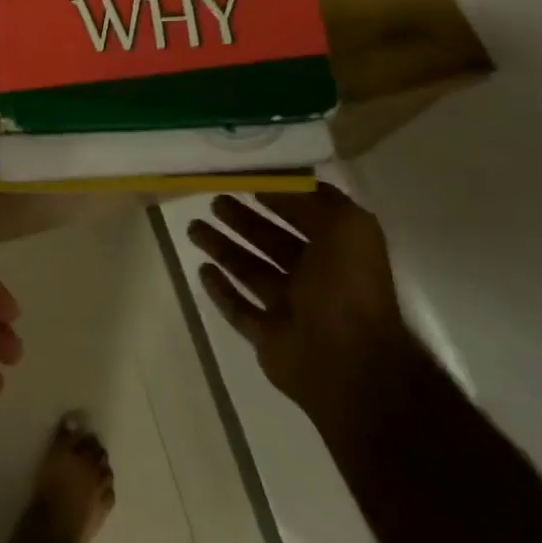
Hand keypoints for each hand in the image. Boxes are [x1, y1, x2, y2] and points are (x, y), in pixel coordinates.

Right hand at [188, 186, 419, 436]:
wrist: (348, 362)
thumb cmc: (347, 287)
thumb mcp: (348, 227)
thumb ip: (318, 200)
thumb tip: (286, 181)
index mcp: (336, 253)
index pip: (302, 217)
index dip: (276, 198)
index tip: (244, 180)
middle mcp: (314, 279)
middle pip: (270, 243)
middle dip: (242, 221)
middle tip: (213, 202)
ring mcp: (290, 310)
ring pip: (250, 272)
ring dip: (223, 249)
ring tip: (193, 228)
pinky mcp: (267, 337)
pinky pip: (239, 309)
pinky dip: (221, 291)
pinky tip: (202, 270)